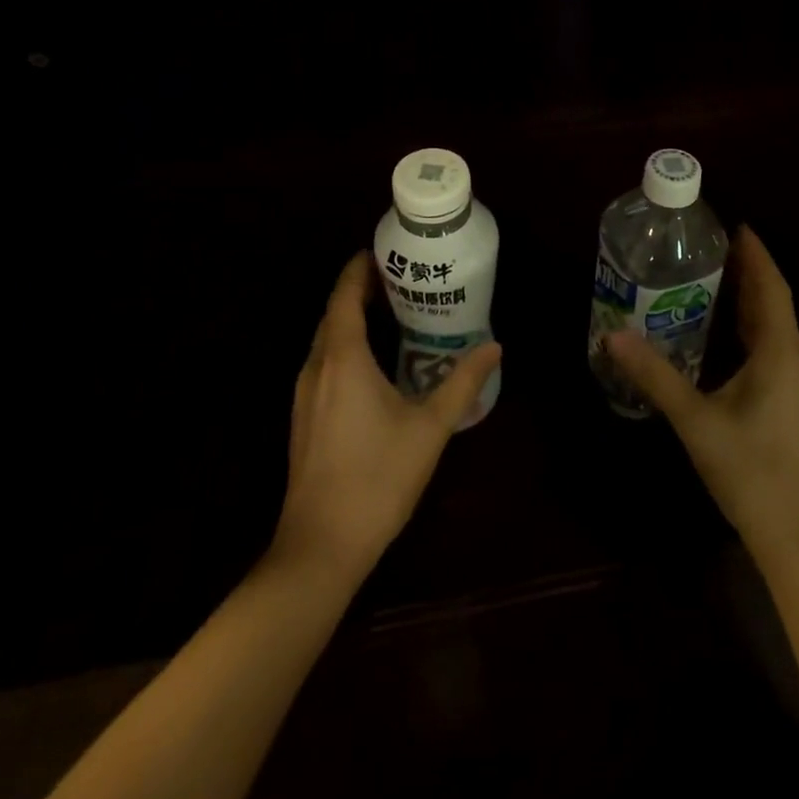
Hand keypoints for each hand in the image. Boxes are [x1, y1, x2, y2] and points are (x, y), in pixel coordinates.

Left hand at [272, 252, 500, 582]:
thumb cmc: (377, 478)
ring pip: (326, 340)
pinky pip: (324, 363)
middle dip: (360, 290)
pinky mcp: (304, 417)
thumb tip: (494, 346)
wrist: (320, 546)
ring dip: (351, 319)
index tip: (383, 251)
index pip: (344, 295)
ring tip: (390, 312)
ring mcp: (304, 394)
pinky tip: (373, 363)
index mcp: (343, 359)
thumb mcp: (430, 427)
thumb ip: (463, 383)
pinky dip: (345, 346)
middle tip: (400, 279)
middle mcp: (317, 367)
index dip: (359, 269)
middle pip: (334, 313)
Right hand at [607, 226, 798, 562]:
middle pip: (774, 304)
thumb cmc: (753, 472)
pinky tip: (730, 343)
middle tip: (711, 251)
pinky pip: (777, 352)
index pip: (770, 286)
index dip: (754, 254)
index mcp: (780, 352)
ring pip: (776, 330)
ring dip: (751, 305)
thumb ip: (655, 376)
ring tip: (715, 286)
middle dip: (747, 275)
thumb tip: (613, 336)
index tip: (734, 225)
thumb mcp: (696, 421)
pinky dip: (754, 333)